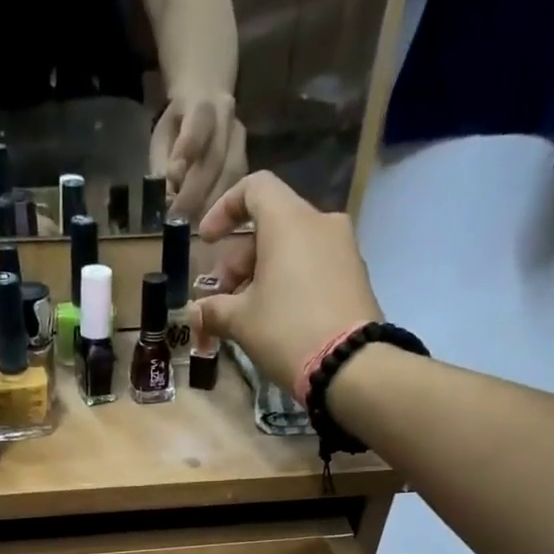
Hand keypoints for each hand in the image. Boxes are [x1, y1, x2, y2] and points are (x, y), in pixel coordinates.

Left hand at [150, 92, 247, 222]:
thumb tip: (167, 198)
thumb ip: (163, 165)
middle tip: (178, 219)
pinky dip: (223, 209)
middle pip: (215, 158)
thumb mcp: (162, 137)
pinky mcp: (247, 162)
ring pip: (231, 176)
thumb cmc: (178, 125)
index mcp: (202, 104)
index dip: (186, 153)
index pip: (196, 127)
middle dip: (195, 193)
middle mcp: (227, 119)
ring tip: (192, 227)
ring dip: (212, 206)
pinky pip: (238, 187)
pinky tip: (210, 225)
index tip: (172, 179)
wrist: (207, 99)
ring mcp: (241, 140)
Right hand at [194, 171, 385, 393]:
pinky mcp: (356, 276)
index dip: (224, 209)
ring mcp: (344, 249)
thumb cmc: (287, 331)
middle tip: (222, 297)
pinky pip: (313, 266)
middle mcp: (321, 223)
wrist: (351, 365)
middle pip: (271, 224)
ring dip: (263, 273)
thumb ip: (214, 310)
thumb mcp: (241, 322)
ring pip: (293, 247)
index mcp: (289, 221)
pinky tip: (276, 317)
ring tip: (246, 313)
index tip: (207, 240)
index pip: (254, 188)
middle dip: (239, 259)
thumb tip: (197, 312)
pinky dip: (289, 281)